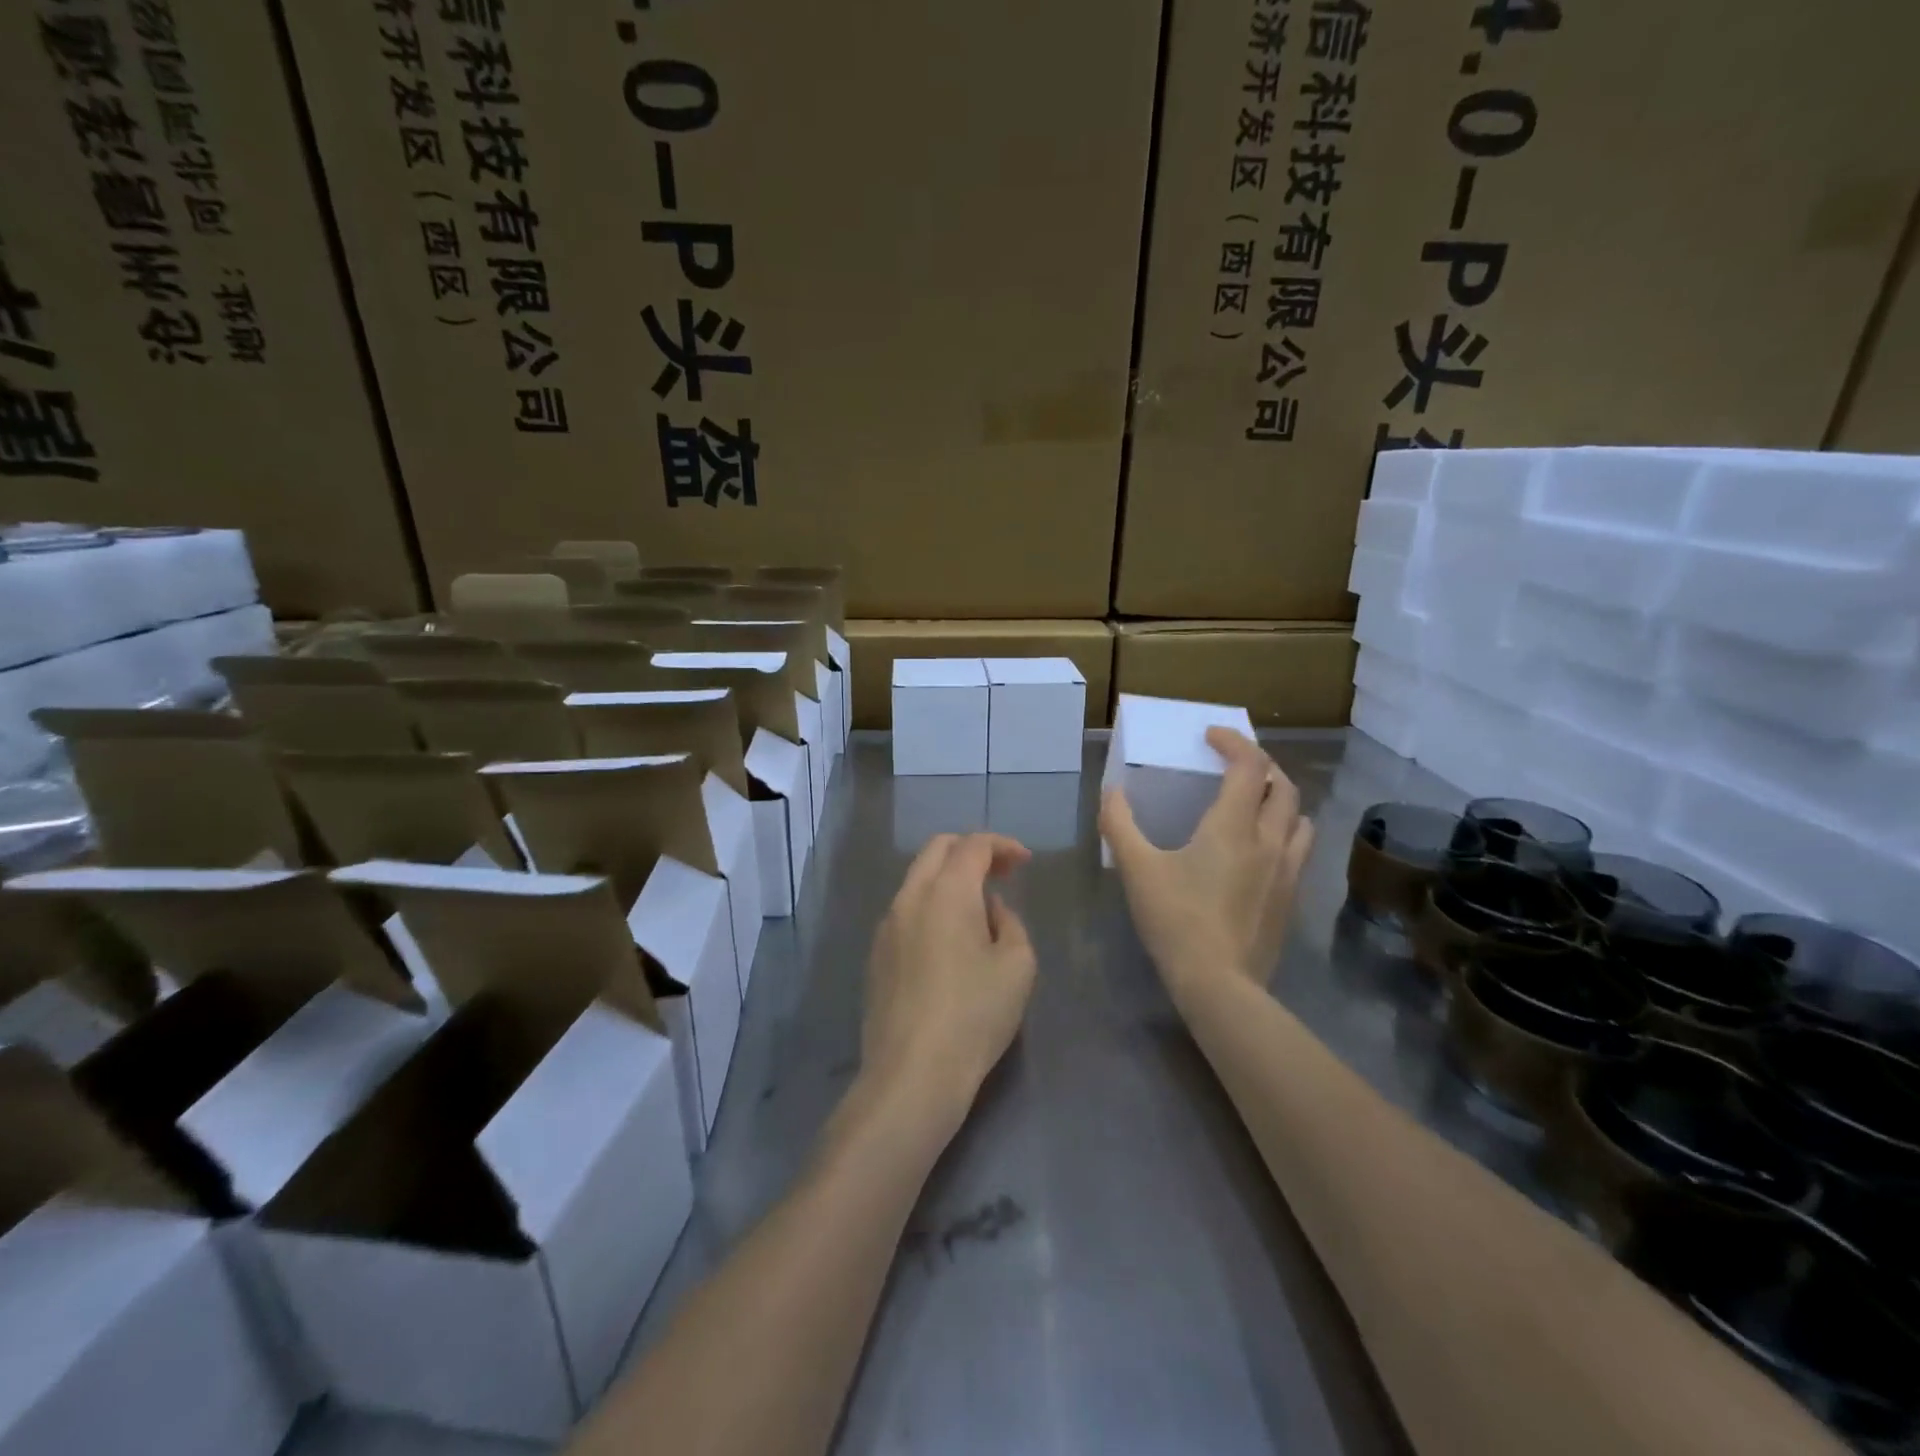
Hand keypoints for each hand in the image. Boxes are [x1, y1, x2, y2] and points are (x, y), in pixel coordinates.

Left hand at [862, 834, 1036, 1126]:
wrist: (912, 1072)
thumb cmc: (974, 1014)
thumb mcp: (1017, 966)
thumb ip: (1008, 923)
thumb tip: (989, 909)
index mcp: (946, 891)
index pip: (973, 845)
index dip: (1002, 845)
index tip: (1024, 862)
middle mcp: (909, 897)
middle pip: (937, 850)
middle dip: (971, 851)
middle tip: (1001, 872)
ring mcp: (886, 926)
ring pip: (917, 879)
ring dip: (948, 879)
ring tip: (978, 909)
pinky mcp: (876, 955)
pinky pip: (906, 911)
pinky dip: (931, 906)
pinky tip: (949, 941)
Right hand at [1101, 727, 1313, 1001]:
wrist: (1219, 983)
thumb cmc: (1175, 919)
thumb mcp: (1136, 869)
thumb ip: (1119, 824)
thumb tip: (1111, 791)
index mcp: (1234, 826)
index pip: (1250, 765)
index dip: (1234, 742)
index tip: (1211, 736)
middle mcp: (1270, 840)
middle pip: (1283, 785)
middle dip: (1261, 765)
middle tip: (1233, 765)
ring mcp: (1287, 870)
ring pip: (1299, 817)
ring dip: (1280, 798)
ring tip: (1255, 802)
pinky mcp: (1291, 897)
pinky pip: (1299, 848)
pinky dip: (1285, 831)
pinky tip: (1262, 848)